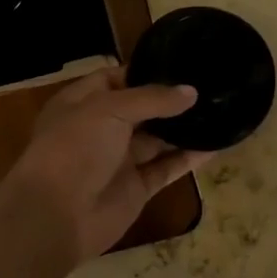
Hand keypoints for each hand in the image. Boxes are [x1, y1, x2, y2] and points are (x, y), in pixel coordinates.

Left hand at [3, 67, 212, 263]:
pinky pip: (166, 168)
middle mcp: (101, 128)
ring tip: (220, 110)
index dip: (144, 70)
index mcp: (82, 102)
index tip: (181, 62)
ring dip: (183, 127)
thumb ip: (152, 99)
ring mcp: (119, 160)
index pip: (115, 78)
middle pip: (140, 109)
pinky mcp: (137, 188)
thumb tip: (191, 92)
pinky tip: (217, 144)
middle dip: (170, 99)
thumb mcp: (109, 109)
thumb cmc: (74, 147)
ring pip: (157, 139)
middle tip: (209, 85)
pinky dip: (189, 158)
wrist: (56, 215)